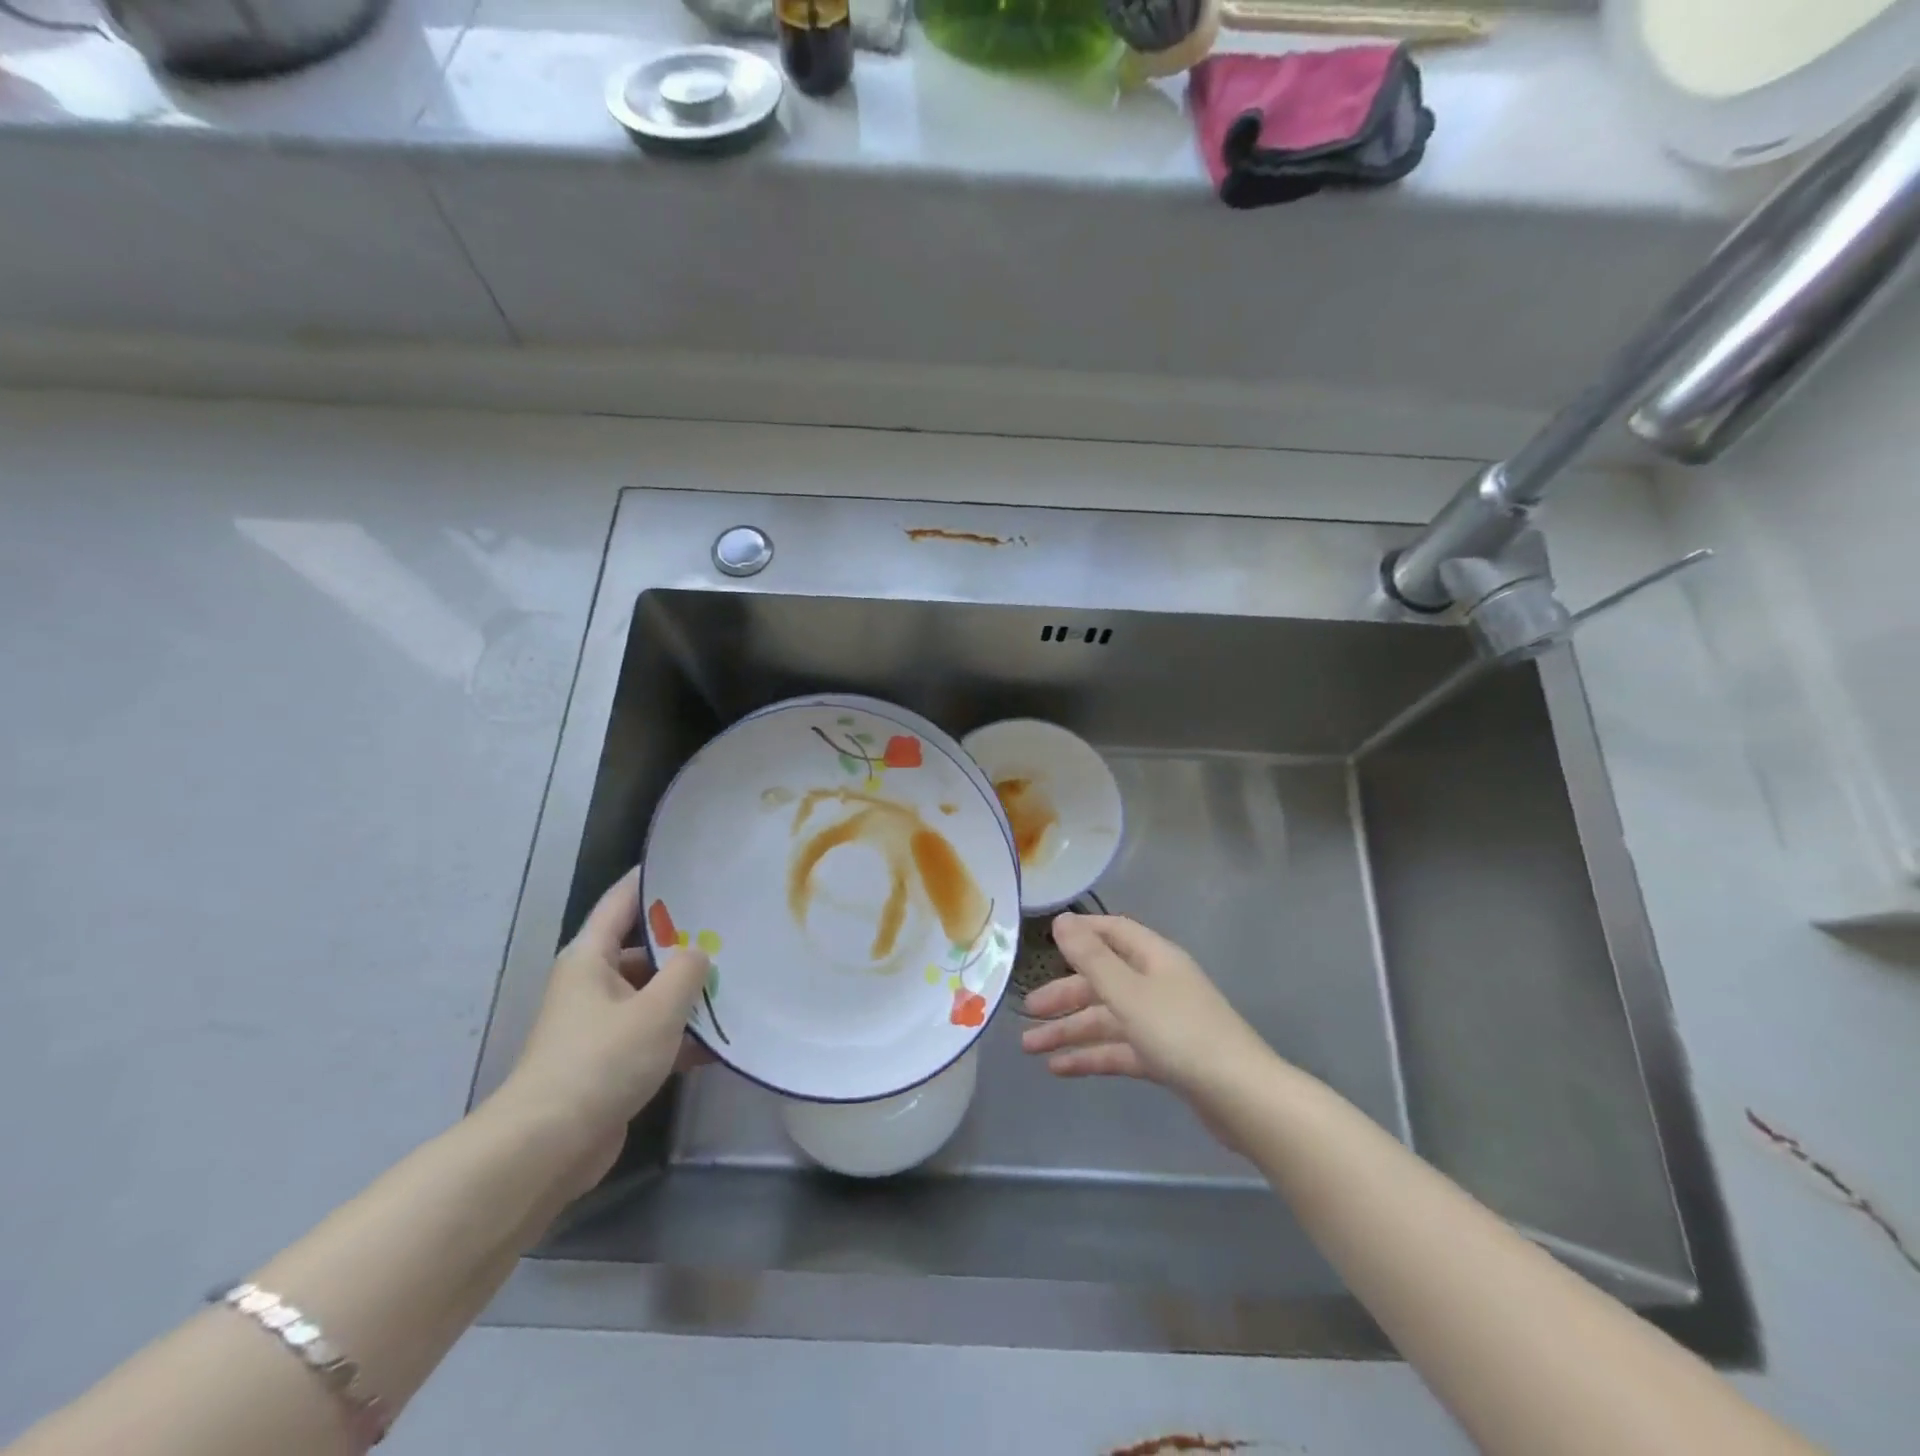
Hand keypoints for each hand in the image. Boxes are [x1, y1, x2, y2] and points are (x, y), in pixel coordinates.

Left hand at [496, 868, 709, 1197]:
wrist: (548, 1147)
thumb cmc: (600, 1061)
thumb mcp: (657, 1008)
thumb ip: (687, 971)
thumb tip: (700, 952)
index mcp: (590, 958)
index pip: (622, 901)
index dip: (652, 879)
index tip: (690, 864)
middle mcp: (592, 984)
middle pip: (643, 948)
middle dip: (685, 941)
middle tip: (732, 928)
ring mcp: (600, 1025)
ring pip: (652, 993)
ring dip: (687, 992)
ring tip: (737, 980)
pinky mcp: (610, 1062)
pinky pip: (653, 1033)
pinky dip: (681, 1034)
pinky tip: (722, 1040)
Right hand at [1020, 914, 1276, 1103]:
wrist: (1241, 1098)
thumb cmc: (1180, 1033)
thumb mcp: (1127, 992)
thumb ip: (1091, 957)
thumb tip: (1062, 920)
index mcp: (1154, 958)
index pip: (1113, 932)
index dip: (1080, 934)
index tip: (1044, 941)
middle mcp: (1158, 983)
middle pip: (1104, 979)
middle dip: (1065, 994)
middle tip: (1028, 1011)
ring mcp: (1163, 1022)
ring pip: (1108, 1018)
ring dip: (1071, 1030)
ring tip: (1030, 1047)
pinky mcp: (1166, 1057)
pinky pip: (1120, 1049)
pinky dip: (1091, 1056)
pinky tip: (1060, 1069)